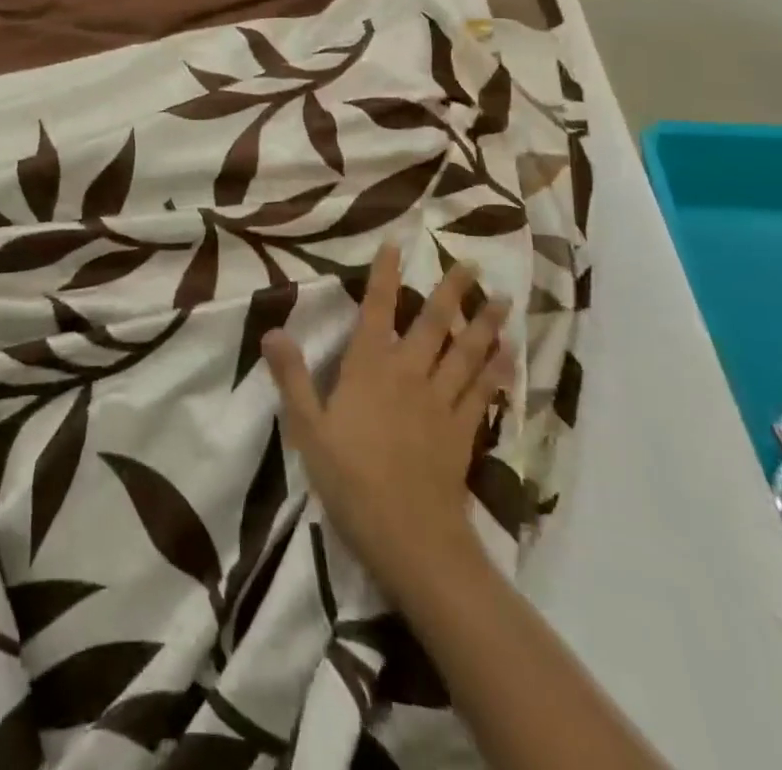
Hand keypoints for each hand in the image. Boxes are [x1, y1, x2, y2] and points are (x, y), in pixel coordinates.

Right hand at [264, 239, 513, 603]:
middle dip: (451, 291)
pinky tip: (509, 356)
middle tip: (473, 263)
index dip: (385, 276)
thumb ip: (292, 377)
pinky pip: (482, 391)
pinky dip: (497, 370)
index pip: (377, 309)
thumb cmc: (349, 479)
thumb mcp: (307, 428)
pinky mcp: (462, 430)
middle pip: (433, 323)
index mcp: (369, 367)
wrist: (409, 536)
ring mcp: (441, 401)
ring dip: (485, 324)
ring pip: (466, 352)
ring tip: (503, 300)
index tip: (397, 245)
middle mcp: (409, 373)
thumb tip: (272, 330)